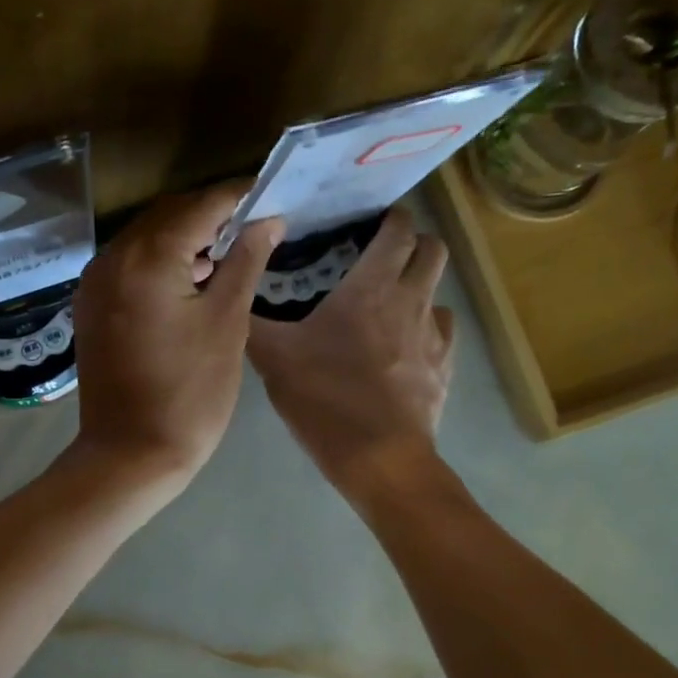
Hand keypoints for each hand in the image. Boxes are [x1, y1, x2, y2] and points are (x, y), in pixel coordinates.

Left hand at [70, 182, 283, 492]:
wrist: (130, 455)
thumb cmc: (190, 392)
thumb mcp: (226, 323)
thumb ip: (245, 261)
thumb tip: (268, 219)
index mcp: (147, 257)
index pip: (201, 205)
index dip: (239, 197)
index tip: (272, 197)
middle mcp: (112, 258)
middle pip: (168, 216)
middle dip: (211, 216)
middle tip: (254, 229)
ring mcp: (94, 284)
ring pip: (145, 239)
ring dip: (184, 239)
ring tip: (226, 259)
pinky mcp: (90, 307)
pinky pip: (128, 266)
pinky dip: (159, 263)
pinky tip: (187, 283)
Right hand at [248, 205, 455, 495]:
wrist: (380, 459)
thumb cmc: (326, 400)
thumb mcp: (274, 359)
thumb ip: (253, 322)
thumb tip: (233, 292)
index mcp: (372, 287)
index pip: (398, 229)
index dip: (389, 218)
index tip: (367, 222)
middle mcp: (412, 300)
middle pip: (432, 248)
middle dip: (411, 242)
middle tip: (379, 255)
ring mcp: (434, 335)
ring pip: (438, 289)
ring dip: (418, 284)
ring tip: (387, 303)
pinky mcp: (445, 367)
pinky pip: (441, 330)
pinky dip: (425, 326)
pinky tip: (402, 346)